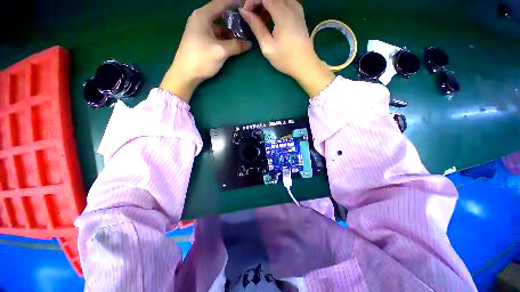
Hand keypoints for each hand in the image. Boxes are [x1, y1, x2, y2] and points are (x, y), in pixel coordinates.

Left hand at [160, 0, 251, 102]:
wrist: (185, 74)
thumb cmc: (201, 59)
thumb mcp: (221, 51)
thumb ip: (236, 45)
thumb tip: (249, 44)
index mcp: (203, 16)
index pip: (221, 3)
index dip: (234, 2)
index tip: (246, 4)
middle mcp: (200, 19)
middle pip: (220, 15)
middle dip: (234, 20)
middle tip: (246, 25)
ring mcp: (199, 30)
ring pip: (218, 27)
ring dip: (229, 32)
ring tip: (241, 39)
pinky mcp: (200, 40)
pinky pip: (215, 35)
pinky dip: (224, 39)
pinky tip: (231, 45)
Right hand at [240, 0, 334, 96]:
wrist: (305, 64)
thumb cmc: (285, 59)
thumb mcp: (268, 47)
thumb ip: (257, 27)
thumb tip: (245, 13)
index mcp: (282, 14)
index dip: (252, 1)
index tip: (246, 13)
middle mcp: (291, 6)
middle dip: (258, 2)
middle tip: (251, 16)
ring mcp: (297, 8)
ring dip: (266, 4)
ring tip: (260, 19)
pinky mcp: (299, 13)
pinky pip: (285, 2)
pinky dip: (275, 6)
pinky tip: (271, 18)